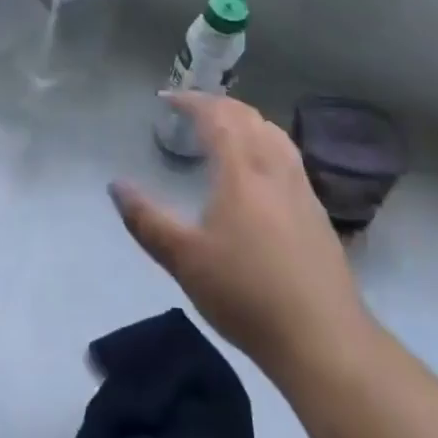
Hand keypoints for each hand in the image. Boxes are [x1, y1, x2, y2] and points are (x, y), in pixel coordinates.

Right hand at [111, 93, 367, 375]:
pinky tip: (260, 167)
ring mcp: (300, 185)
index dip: (191, 101)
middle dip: (216, 105)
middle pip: (246, 116)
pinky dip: (265, 140)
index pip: (216, 116)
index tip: (167, 99)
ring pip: (272, 131)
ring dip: (244, 119)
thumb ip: (146, 220)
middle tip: (191, 109)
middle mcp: (273, 165)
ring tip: (224, 129)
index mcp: (240, 169)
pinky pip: (287, 152)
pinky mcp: (316, 208)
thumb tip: (116, 185)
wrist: (322, 338)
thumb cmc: (246, 294)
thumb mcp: (184, 260)